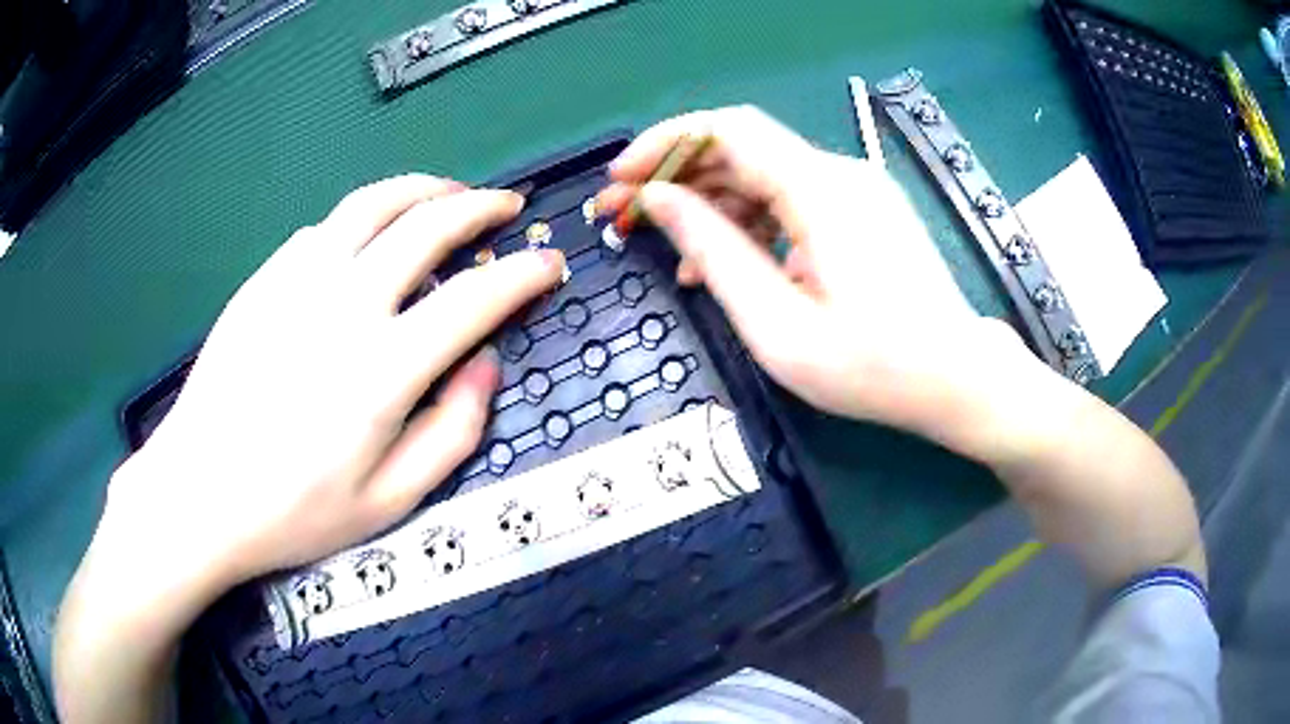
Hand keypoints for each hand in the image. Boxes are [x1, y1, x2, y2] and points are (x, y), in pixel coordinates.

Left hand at [102, 174, 564, 597]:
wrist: (200, 493)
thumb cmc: (294, 512)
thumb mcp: (390, 502)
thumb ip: (452, 432)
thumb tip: (485, 364)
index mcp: (383, 368)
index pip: (475, 297)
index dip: (523, 274)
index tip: (549, 264)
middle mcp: (345, 305)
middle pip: (427, 225)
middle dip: (480, 207)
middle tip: (506, 206)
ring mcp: (297, 282)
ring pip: (373, 203)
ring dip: (423, 188)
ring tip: (449, 191)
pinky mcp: (265, 279)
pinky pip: (325, 227)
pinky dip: (364, 216)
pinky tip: (371, 232)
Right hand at [598, 107, 1044, 461]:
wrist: (956, 377)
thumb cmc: (873, 367)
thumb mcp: (779, 326)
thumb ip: (715, 254)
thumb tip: (659, 202)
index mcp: (820, 191)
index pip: (727, 129)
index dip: (664, 143)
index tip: (620, 179)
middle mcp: (839, 174)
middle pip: (742, 146)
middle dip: (677, 173)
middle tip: (628, 214)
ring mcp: (855, 190)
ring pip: (764, 172)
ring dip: (711, 200)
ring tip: (670, 248)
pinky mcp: (862, 210)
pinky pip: (792, 198)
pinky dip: (750, 219)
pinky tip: (724, 260)